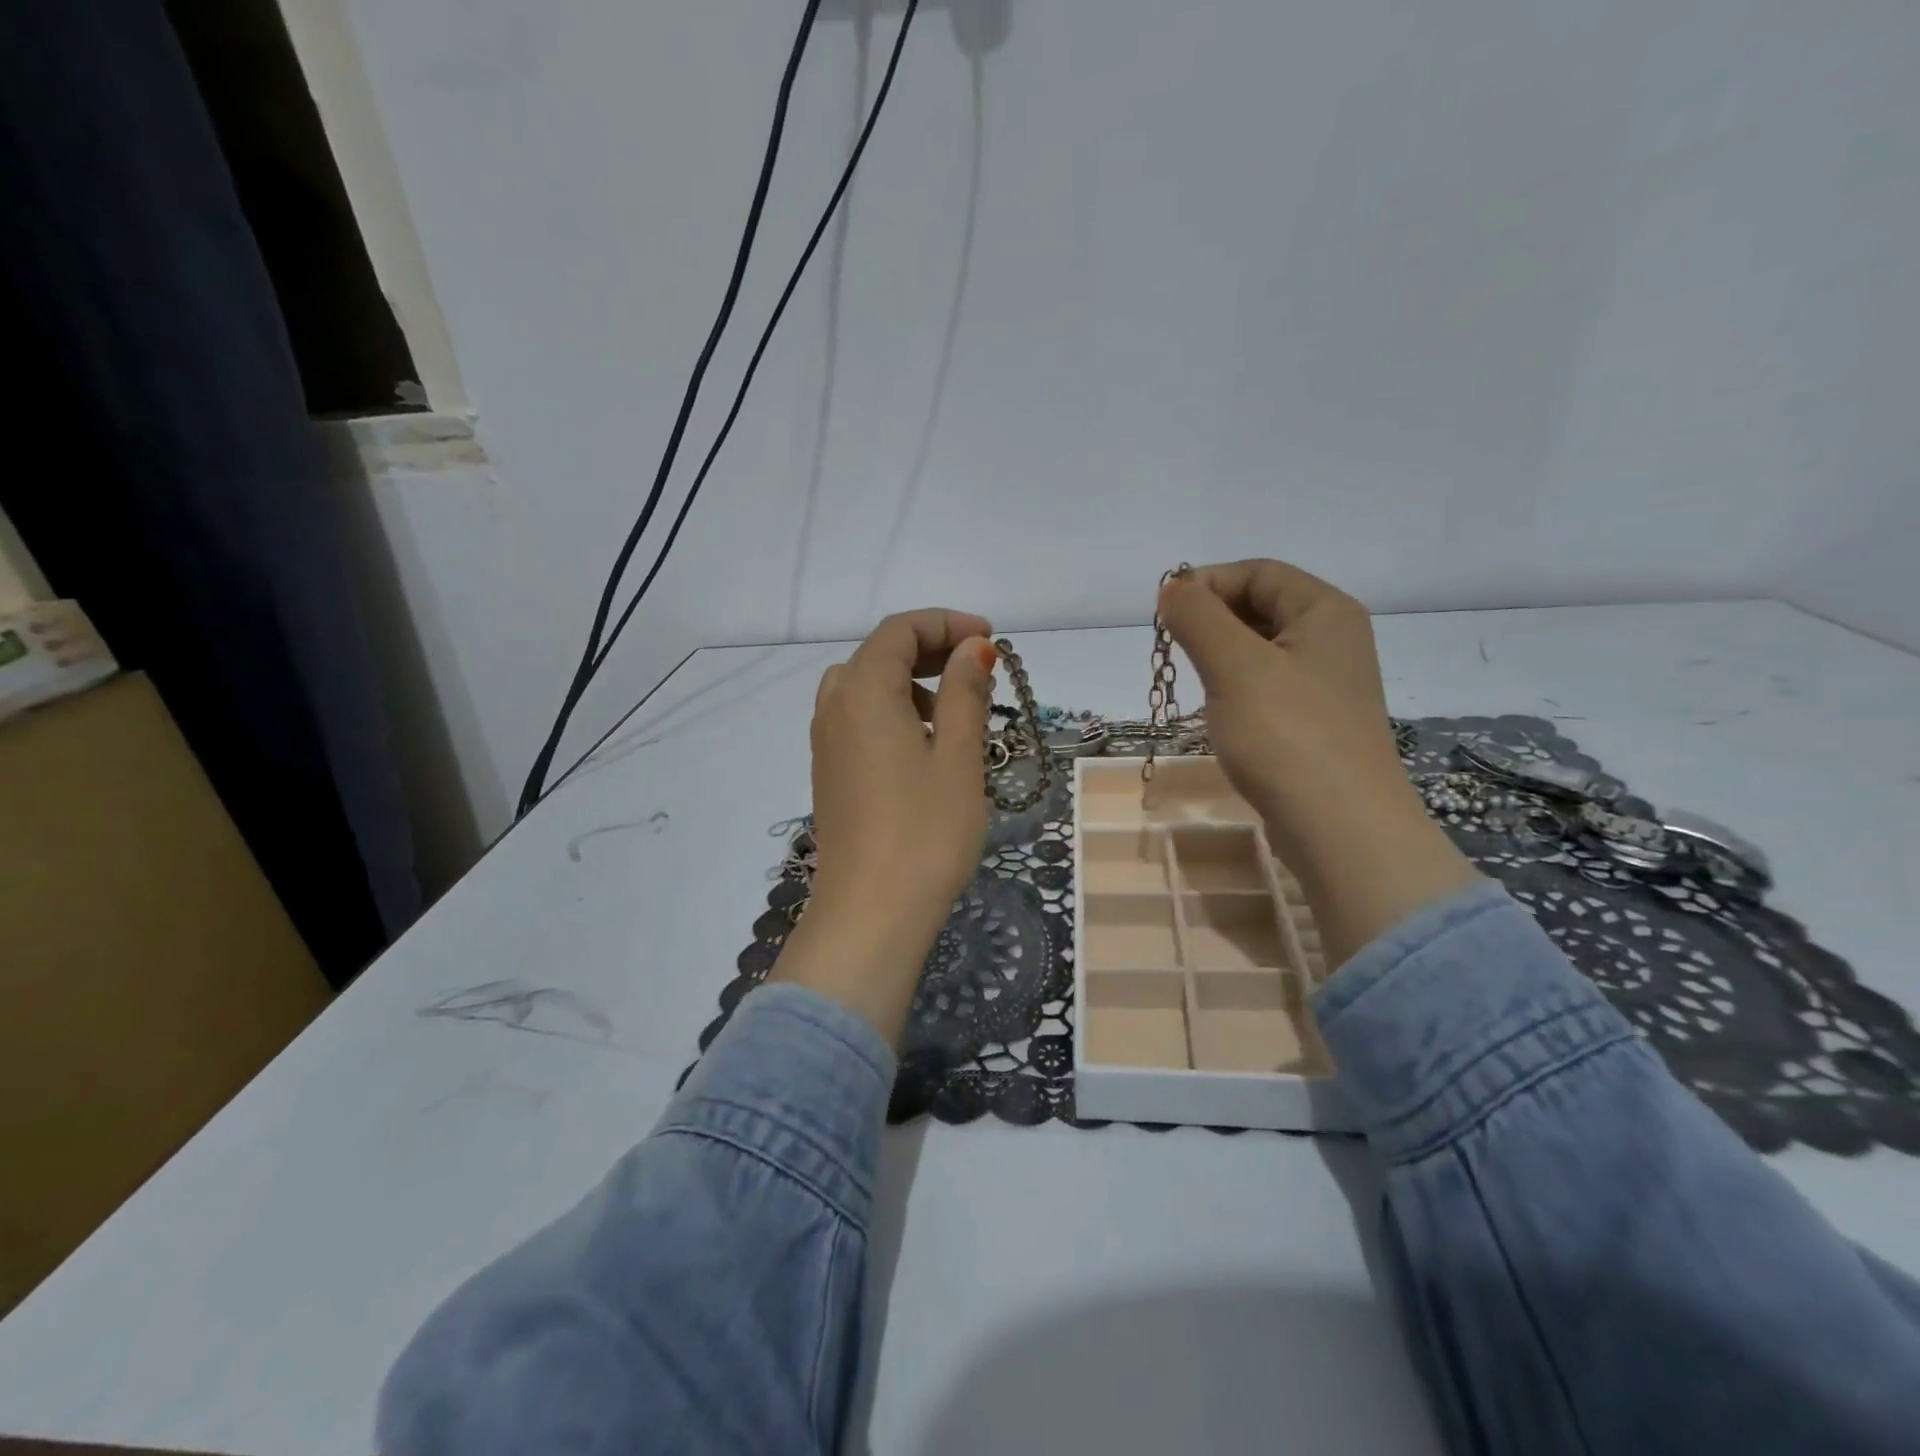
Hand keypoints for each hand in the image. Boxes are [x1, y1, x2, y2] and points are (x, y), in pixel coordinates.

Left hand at [770, 608, 998, 1041]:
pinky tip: (923, 745)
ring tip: (954, 709)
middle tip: (978, 667)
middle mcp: (834, 707)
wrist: (870, 914)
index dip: (946, 624)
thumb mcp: (958, 756)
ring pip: (865, 686)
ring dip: (909, 681)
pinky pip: (857, 719)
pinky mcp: (829, 773)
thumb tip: (973, 648)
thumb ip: (965, 693)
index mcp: (863, 691)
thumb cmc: (925, 832)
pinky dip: (891, 710)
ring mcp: (825, 743)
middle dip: (930, 649)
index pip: (900, 630)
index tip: (991, 640)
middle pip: (879, 654)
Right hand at [1159, 560, 1477, 966]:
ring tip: (1192, 681)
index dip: (1207, 583)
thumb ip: (1198, 618)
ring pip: (1259, 649)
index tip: (1164, 615)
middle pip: (1260, 606)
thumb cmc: (1287, 736)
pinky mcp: (1313, 722)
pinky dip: (1234, 687)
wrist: (1341, 829)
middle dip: (1211, 620)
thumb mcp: (1234, 666)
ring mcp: (1326, 684)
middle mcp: (1332, 639)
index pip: (1258, 572)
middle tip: (1173, 650)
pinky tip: (1216, 713)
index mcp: (1325, 611)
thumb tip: (1172, 588)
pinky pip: (1266, 685)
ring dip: (1218, 656)